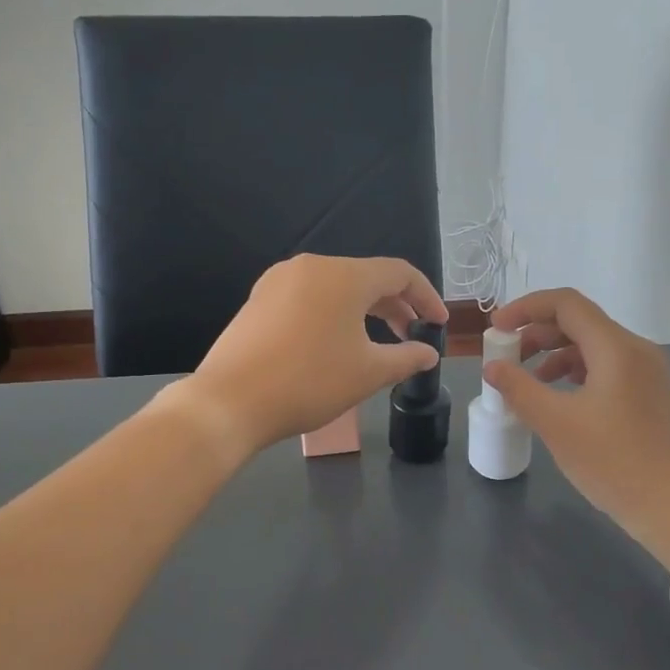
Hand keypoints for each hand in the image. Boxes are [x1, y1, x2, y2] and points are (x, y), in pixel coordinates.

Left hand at [173, 254, 448, 458]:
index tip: (439, 324)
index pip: (399, 273)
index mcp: (344, 275)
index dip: (426, 297)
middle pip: (366, 278)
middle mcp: (311, 267)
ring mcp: (279, 281)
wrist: (230, 401)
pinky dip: (334, 315)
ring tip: (377, 343)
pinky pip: (309, 298)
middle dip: (396, 306)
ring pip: (336, 288)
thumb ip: (406, 358)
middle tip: (412, 336)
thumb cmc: (309, 382)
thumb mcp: (368, 373)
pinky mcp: (259, 300)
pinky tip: (335, 344)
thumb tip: (429, 354)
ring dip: (364, 311)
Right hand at [483, 288, 669, 566]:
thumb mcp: (556, 424)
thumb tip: (493, 367)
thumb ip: (519, 388)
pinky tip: (560, 398)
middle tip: (507, 357)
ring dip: (556, 354)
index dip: (525, 308)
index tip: (496, 329)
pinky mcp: (652, 394)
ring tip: (529, 381)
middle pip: (580, 322)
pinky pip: (608, 367)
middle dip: (537, 333)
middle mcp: (637, 349)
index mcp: (616, 347)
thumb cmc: (613, 462)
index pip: (566, 304)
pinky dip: (577, 372)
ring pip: (594, 346)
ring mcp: (649, 372)